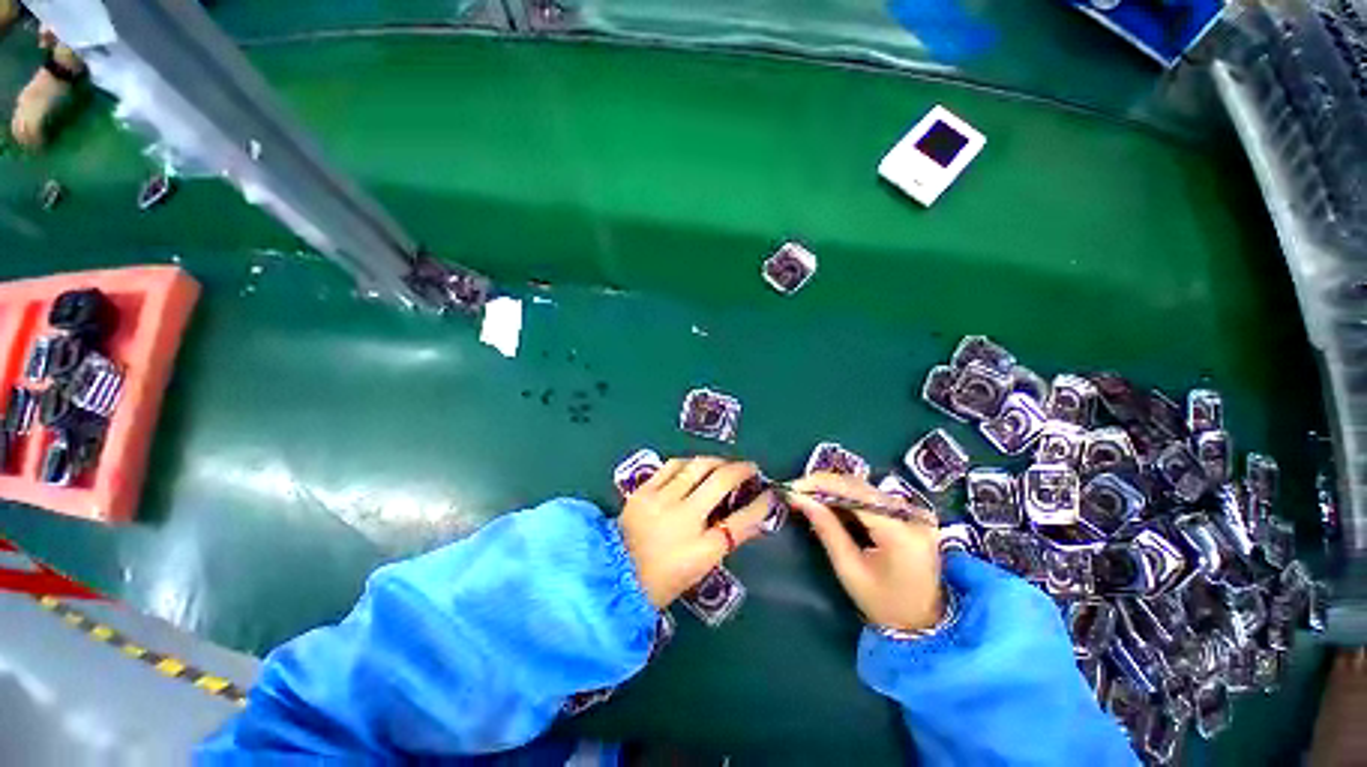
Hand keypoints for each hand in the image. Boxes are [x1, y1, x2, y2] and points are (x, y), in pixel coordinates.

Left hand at [619, 457, 774, 608]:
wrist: (614, 576)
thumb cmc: (661, 580)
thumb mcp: (699, 568)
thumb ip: (723, 541)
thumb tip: (746, 520)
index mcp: (701, 550)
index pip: (741, 522)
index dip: (761, 506)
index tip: (771, 494)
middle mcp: (684, 519)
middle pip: (721, 482)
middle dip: (742, 470)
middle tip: (750, 468)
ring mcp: (662, 501)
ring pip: (698, 466)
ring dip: (717, 461)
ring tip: (724, 464)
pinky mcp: (645, 491)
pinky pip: (673, 466)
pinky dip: (689, 463)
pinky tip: (694, 466)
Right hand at [786, 473, 943, 631]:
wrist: (926, 623)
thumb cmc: (885, 604)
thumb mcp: (850, 570)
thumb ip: (827, 529)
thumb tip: (800, 498)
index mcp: (900, 532)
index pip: (854, 493)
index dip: (821, 485)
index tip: (793, 487)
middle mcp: (912, 514)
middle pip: (859, 486)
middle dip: (824, 485)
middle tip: (796, 491)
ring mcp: (915, 512)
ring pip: (864, 488)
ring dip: (834, 488)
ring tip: (808, 496)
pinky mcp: (911, 513)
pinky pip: (872, 496)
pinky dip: (848, 496)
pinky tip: (830, 502)